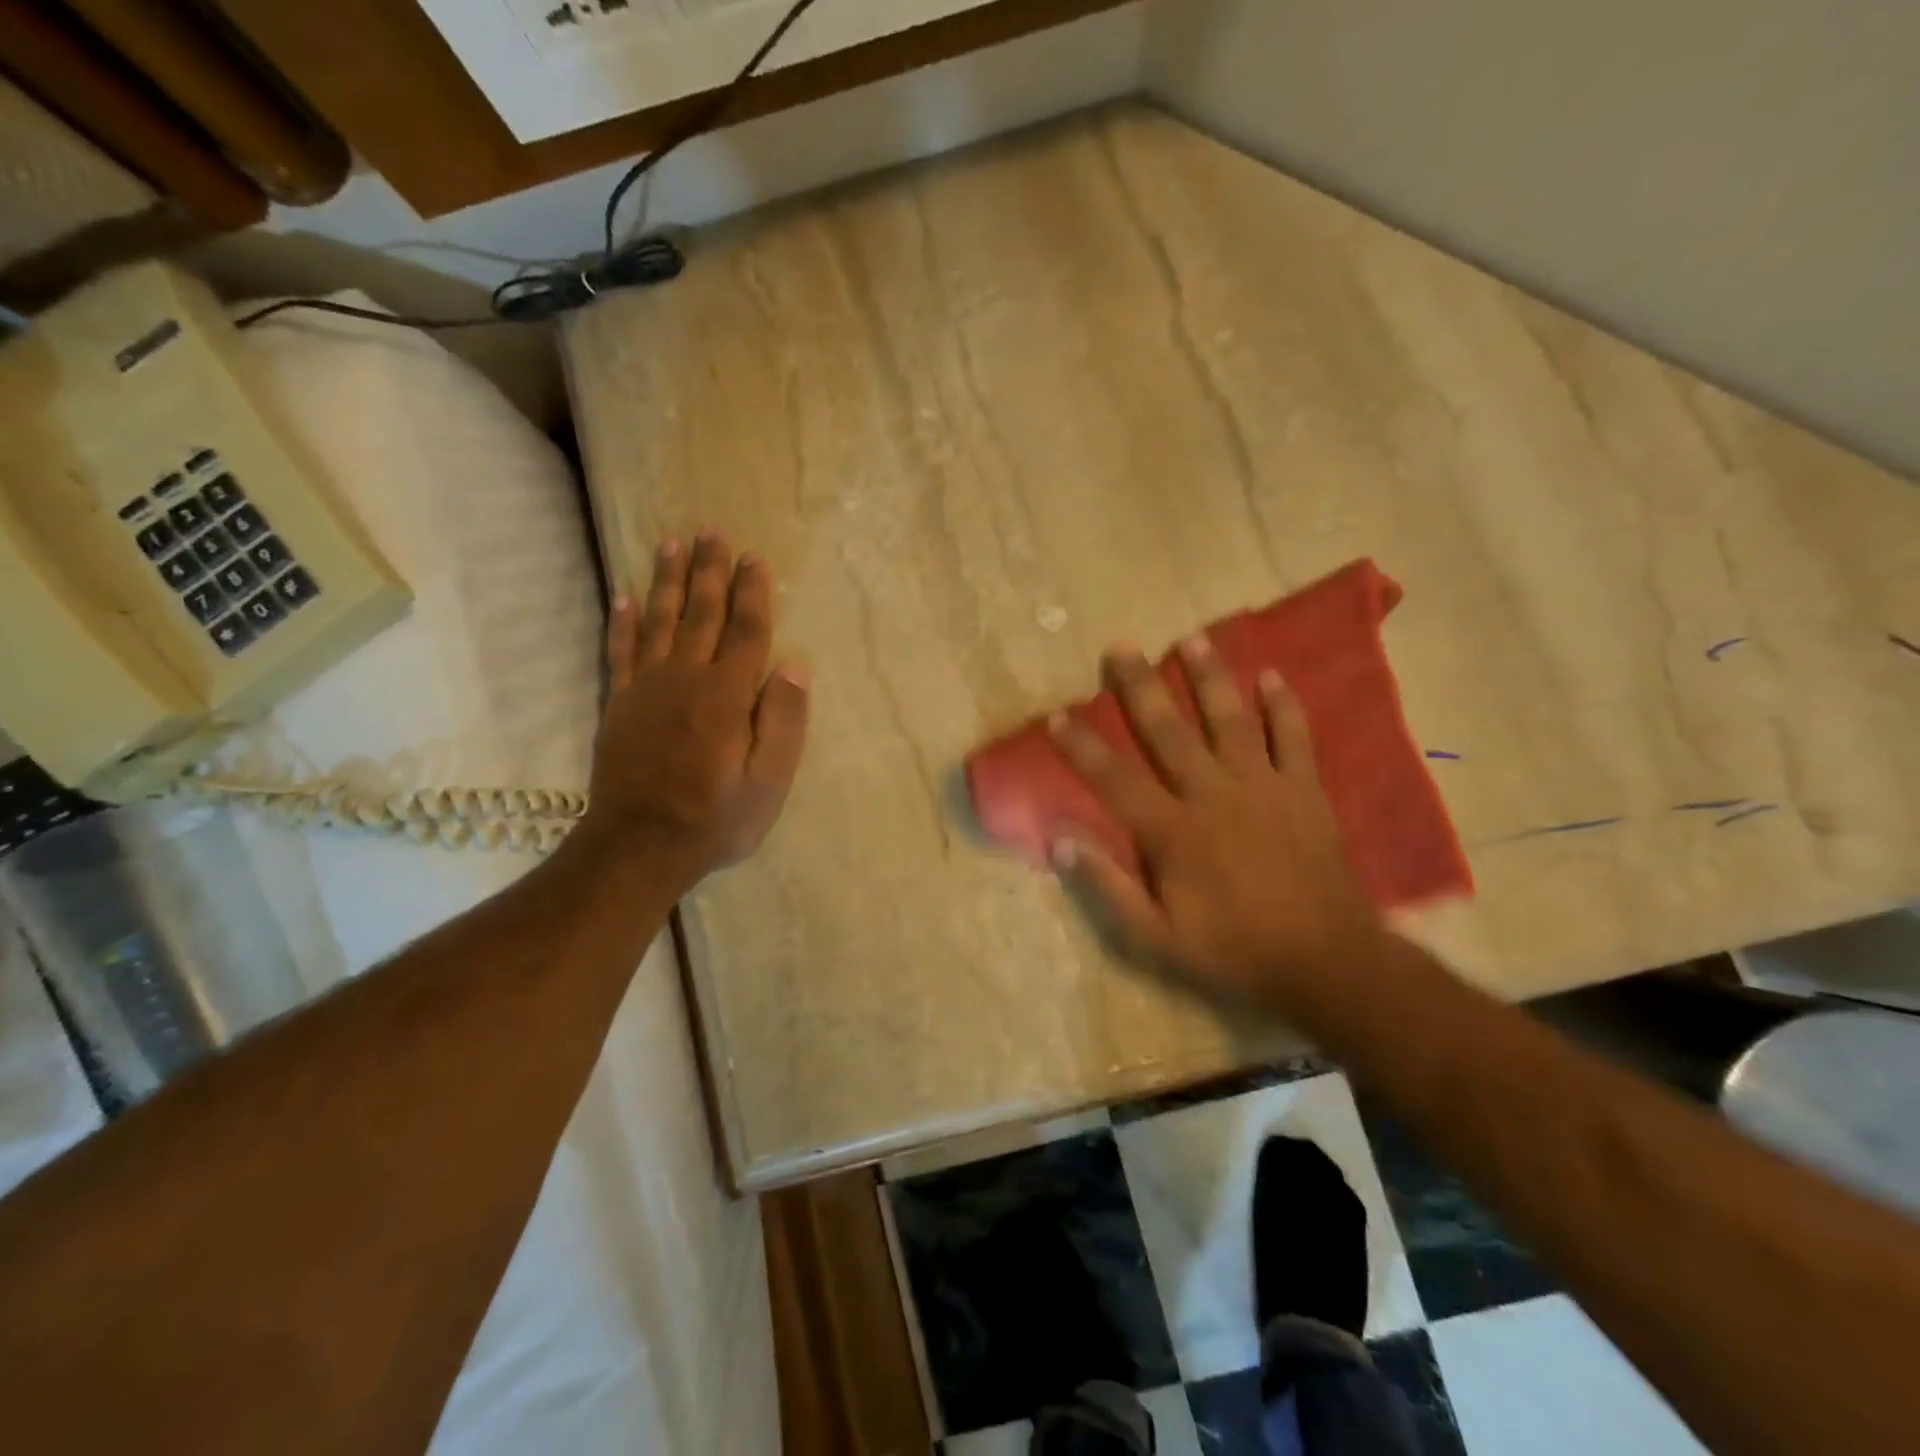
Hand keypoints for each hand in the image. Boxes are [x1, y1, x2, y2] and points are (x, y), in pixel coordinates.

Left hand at [576, 532, 809, 892]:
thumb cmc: (716, 818)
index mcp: (727, 696)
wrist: (639, 846)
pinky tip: (624, 596)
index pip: (746, 632)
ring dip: (668, 581)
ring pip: (660, 621)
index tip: (755, 559)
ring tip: (672, 544)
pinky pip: (621, 652)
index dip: (753, 594)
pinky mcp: (620, 704)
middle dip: (710, 572)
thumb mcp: (769, 781)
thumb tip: (794, 666)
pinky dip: (623, 622)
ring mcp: (647, 689)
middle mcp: (686, 679)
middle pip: (702, 614)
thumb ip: (783, 721)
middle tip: (712, 532)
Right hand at [1049, 636, 1383, 1009]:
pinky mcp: (1303, 790)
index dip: (1082, 747)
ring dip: (1209, 678)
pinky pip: (1293, 738)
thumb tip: (1061, 843)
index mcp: (1173, 830)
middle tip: (1121, 648)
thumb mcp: (1156, 936)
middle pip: (1169, 732)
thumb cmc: (1232, 949)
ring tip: (1191, 639)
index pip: (1115, 779)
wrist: (1324, 960)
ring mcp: (1263, 787)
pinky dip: (1283, 706)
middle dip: (1140, 688)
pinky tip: (1271, 675)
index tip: (1058, 716)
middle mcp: (1213, 795)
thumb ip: (1109, 887)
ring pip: (1230, 720)